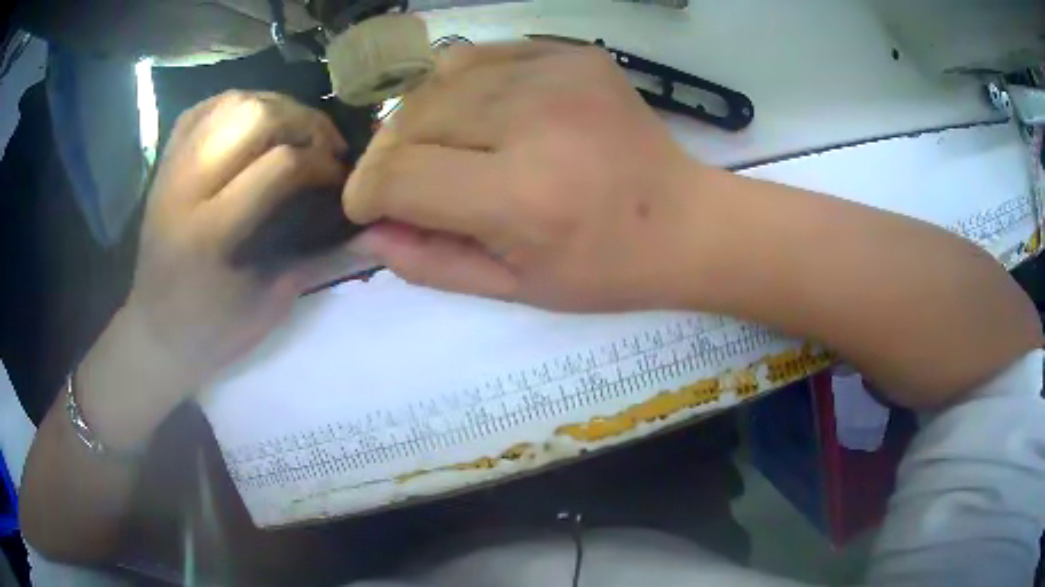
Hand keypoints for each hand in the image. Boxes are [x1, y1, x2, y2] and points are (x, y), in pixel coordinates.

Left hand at [120, 91, 352, 391]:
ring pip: (231, 102)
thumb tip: (361, 221)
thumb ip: (312, 257)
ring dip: (275, 106)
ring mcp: (171, 169)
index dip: (322, 163)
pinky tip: (256, 122)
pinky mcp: (165, 162)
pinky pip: (206, 108)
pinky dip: (239, 104)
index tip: (342, 177)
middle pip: (254, 117)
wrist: (154, 332)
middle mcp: (185, 188)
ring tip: (295, 131)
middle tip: (324, 146)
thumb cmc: (210, 332)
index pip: (280, 165)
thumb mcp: (267, 306)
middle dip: (303, 122)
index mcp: (209, 233)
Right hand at [344, 42, 711, 311]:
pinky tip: (479, 114)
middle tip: (402, 183)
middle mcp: (535, 120)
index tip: (366, 207)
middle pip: (412, 120)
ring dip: (420, 119)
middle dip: (389, 156)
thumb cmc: (605, 268)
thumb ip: (430, 262)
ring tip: (440, 149)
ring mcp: (557, 74)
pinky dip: (459, 85)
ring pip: (438, 81)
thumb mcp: (514, 287)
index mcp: (522, 195)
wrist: (685, 221)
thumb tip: (367, 231)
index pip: (399, 177)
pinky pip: (481, 56)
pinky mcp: (572, 54)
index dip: (366, 194)